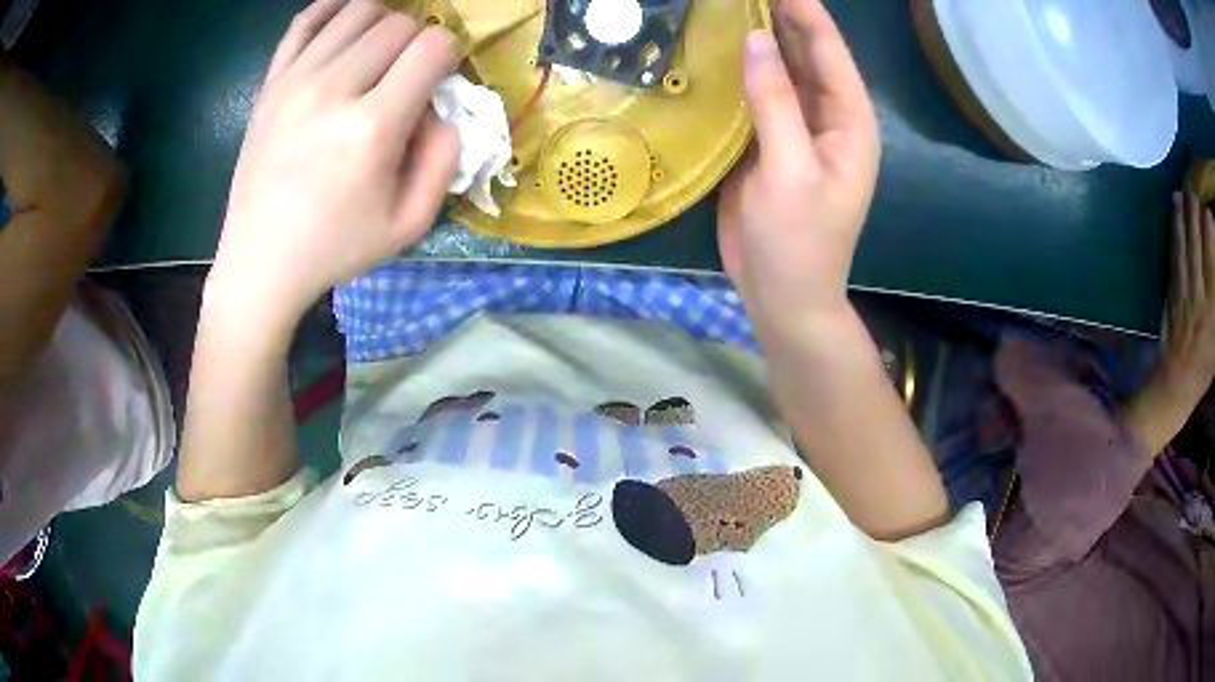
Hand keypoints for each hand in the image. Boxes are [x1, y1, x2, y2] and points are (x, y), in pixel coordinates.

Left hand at [207, 0, 459, 333]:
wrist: (260, 262)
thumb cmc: (335, 247)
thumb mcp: (410, 223)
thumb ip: (444, 158)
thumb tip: (442, 107)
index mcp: (372, 127)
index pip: (433, 47)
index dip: (449, 56)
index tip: (438, 80)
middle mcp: (333, 89)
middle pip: (398, 23)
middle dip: (417, 40)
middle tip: (406, 73)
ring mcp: (295, 80)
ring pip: (357, 10)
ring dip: (381, 23)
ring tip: (377, 53)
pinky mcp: (270, 83)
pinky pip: (305, 21)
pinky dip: (332, 9)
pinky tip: (345, 21)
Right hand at [718, 0, 878, 334]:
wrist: (783, 296)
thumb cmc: (800, 243)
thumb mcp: (790, 171)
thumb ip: (776, 103)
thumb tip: (757, 40)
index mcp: (849, 121)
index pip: (828, 51)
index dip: (805, 12)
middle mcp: (825, 116)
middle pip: (804, 54)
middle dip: (779, 17)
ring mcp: (794, 128)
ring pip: (777, 72)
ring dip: (755, 39)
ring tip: (725, 7)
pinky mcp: (765, 142)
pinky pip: (752, 96)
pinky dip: (735, 73)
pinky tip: (711, 51)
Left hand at [1125, 192, 1214, 454]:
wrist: (1176, 382)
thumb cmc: (1204, 365)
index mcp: (1212, 312)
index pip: (1213, 264)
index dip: (1211, 236)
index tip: (1211, 212)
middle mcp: (1199, 299)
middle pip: (1198, 249)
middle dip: (1197, 217)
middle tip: (1196, 191)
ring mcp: (1184, 293)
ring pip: (1185, 246)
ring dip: (1184, 216)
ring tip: (1184, 191)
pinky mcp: (1172, 291)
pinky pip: (1174, 254)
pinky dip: (1175, 230)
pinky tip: (1175, 211)